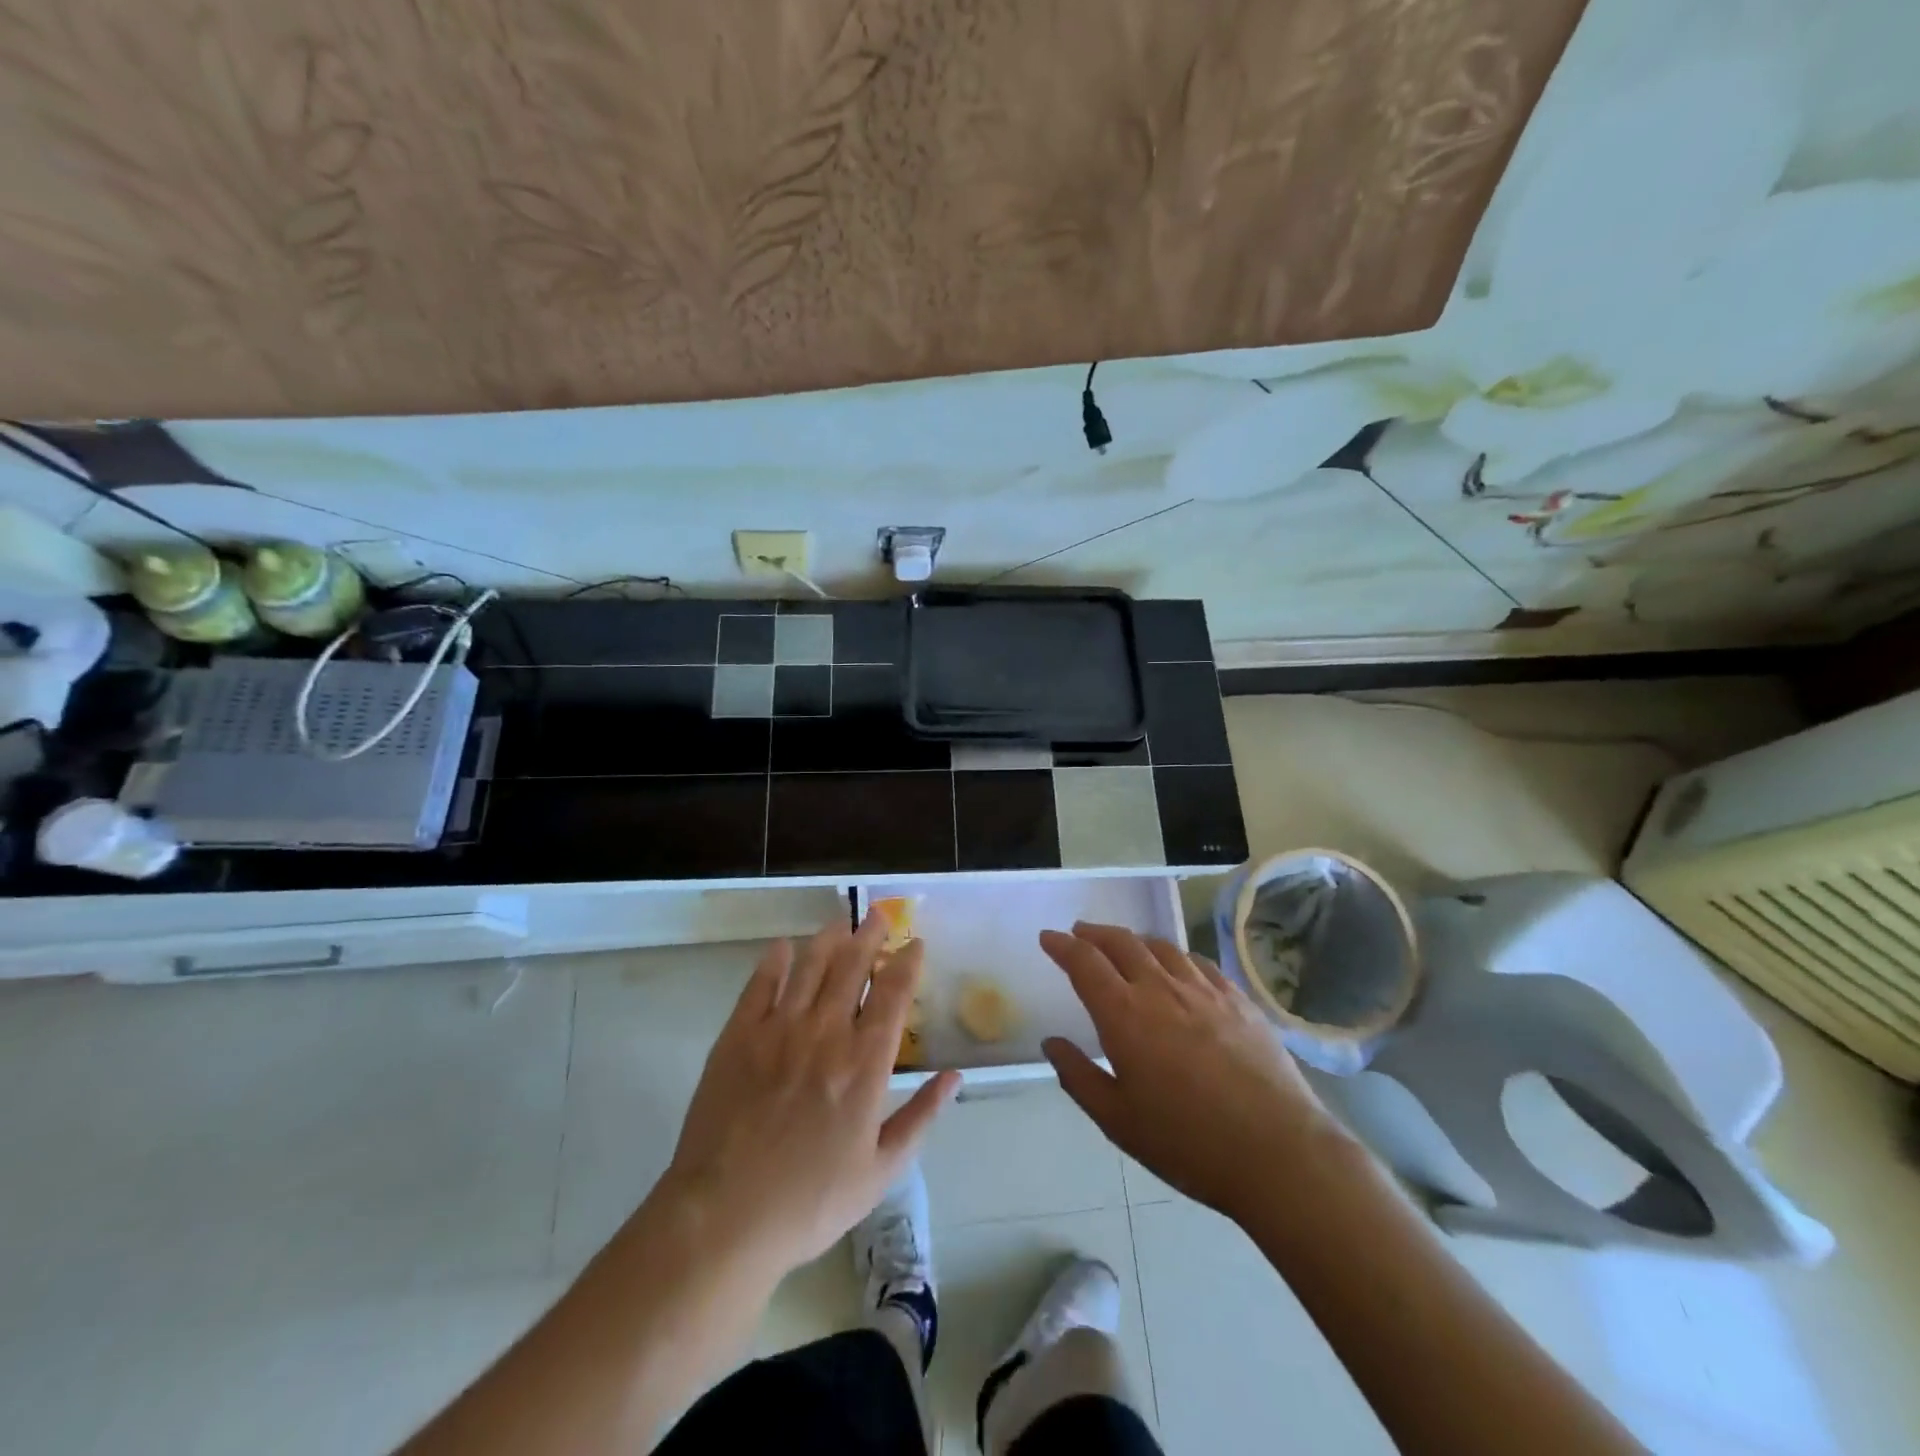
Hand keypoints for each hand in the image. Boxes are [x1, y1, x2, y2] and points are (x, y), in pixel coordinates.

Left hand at [657, 913, 959, 1281]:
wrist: (724, 1217)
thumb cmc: (810, 1202)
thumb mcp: (880, 1171)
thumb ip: (920, 1117)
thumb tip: (954, 1076)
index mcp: (864, 1063)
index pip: (893, 994)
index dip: (906, 962)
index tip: (914, 943)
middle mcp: (825, 1033)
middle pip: (852, 966)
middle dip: (869, 935)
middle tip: (876, 915)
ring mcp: (779, 1030)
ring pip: (809, 965)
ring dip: (828, 939)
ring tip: (839, 923)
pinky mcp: (738, 1036)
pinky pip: (760, 984)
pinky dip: (775, 960)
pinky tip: (783, 947)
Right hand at [1040, 922, 1341, 1221]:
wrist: (1278, 1152)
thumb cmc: (1187, 1142)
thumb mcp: (1118, 1120)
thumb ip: (1078, 1077)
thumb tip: (1052, 1043)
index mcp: (1124, 1014)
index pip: (1084, 962)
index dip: (1062, 946)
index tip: (1048, 937)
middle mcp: (1160, 988)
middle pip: (1122, 943)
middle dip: (1095, 934)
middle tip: (1080, 933)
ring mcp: (1203, 990)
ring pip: (1161, 947)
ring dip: (1134, 940)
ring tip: (1125, 946)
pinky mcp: (1238, 1000)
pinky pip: (1198, 963)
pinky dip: (1176, 956)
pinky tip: (1178, 967)